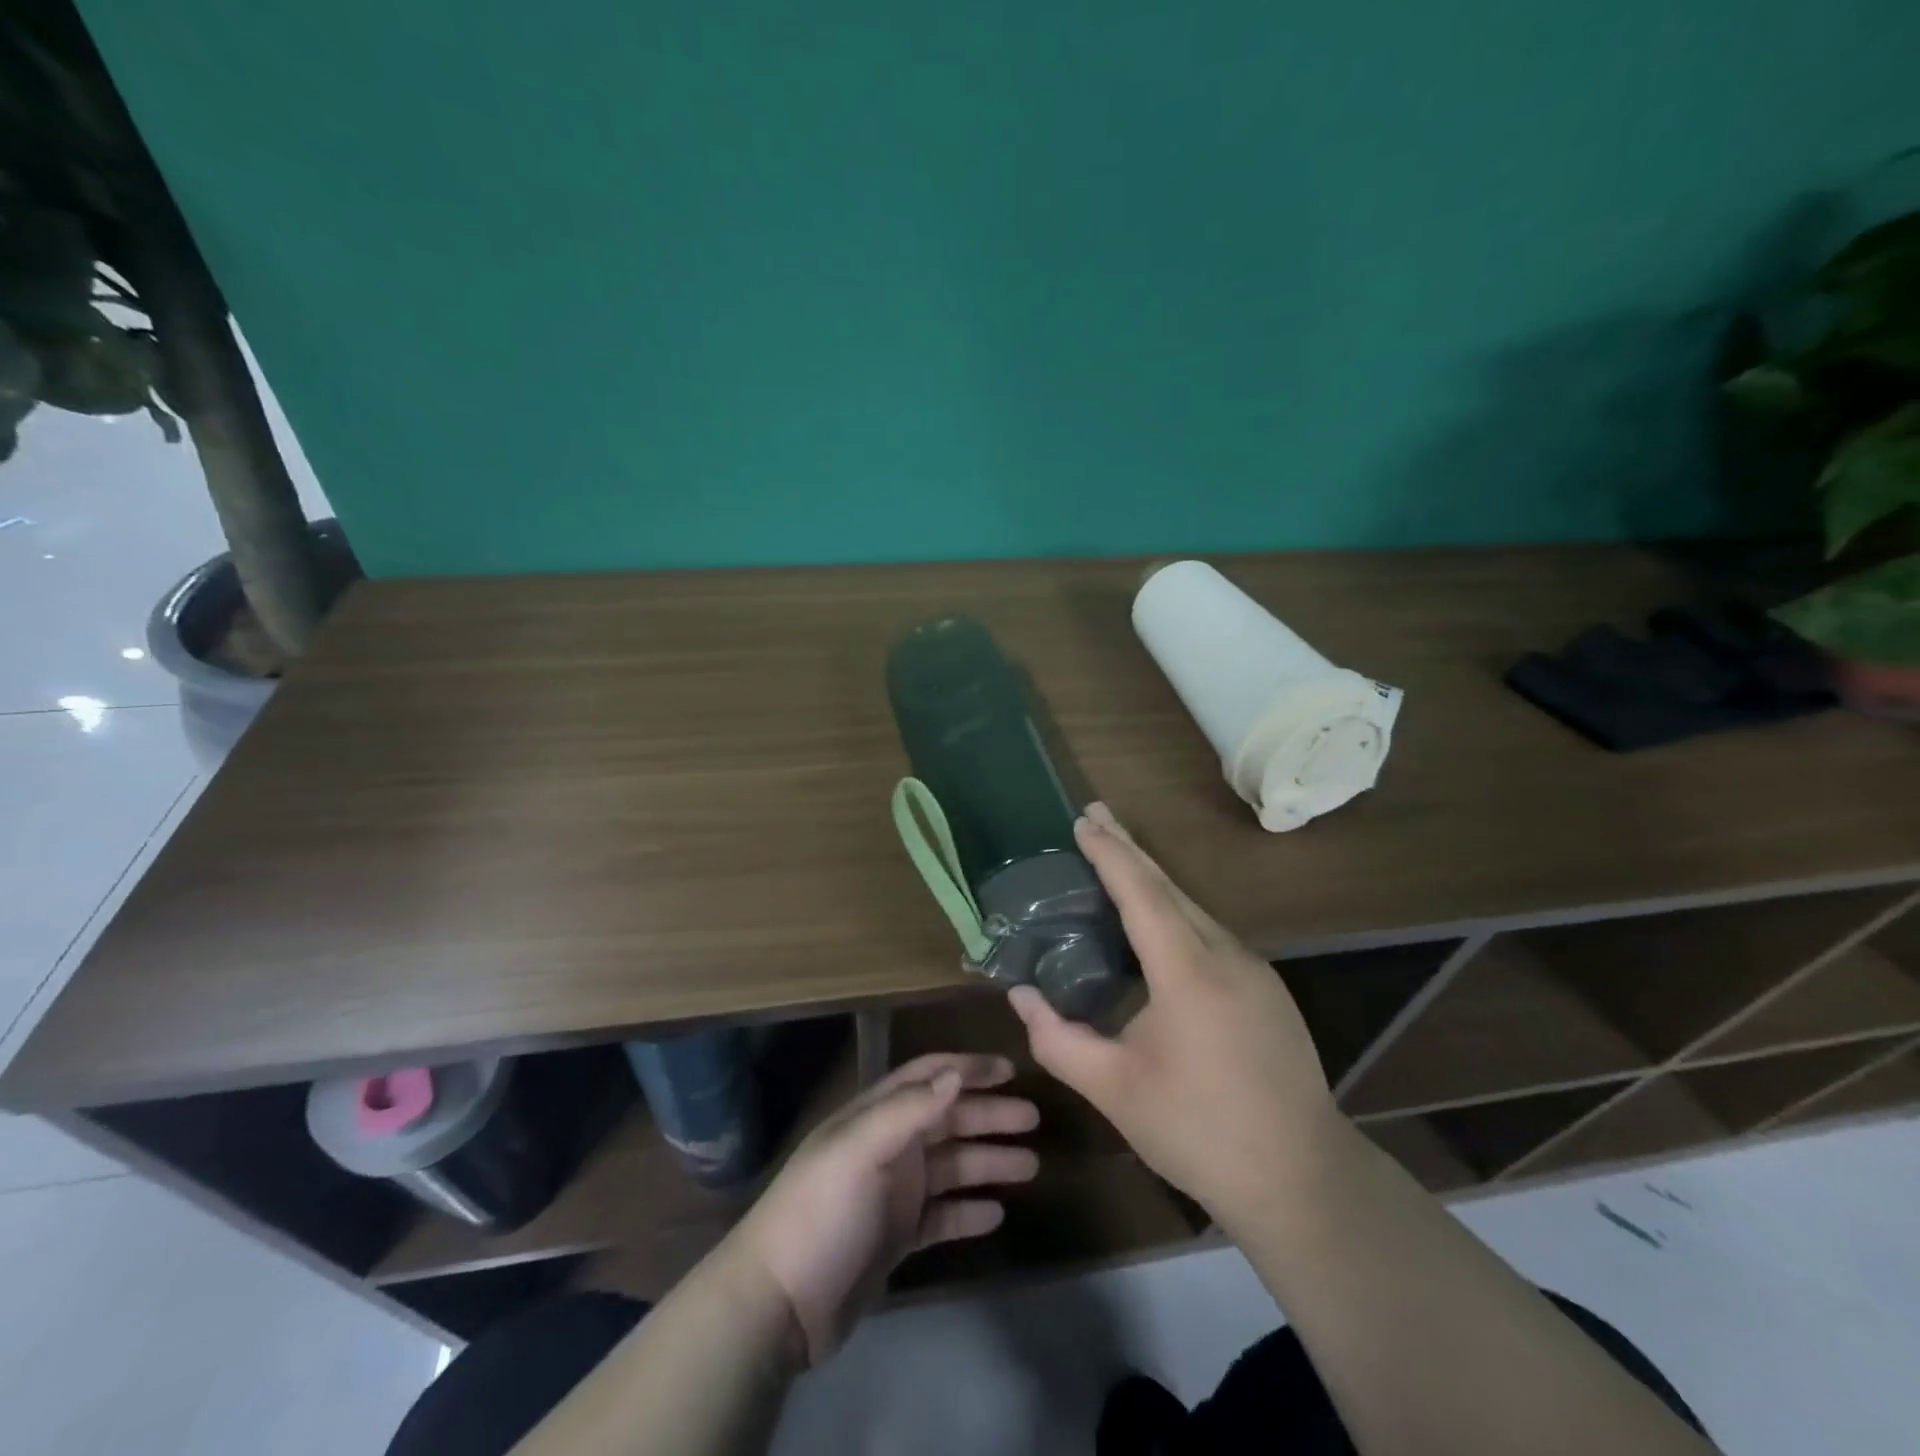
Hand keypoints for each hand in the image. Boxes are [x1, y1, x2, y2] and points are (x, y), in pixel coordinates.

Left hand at [725, 1053, 1038, 1364]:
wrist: (779, 1304)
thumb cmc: (821, 1212)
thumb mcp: (861, 1151)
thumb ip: (908, 1109)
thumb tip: (956, 1072)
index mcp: (876, 1116)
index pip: (928, 1077)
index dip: (967, 1068)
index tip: (1010, 1069)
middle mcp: (888, 1146)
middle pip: (947, 1119)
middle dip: (989, 1115)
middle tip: (1033, 1120)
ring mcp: (893, 1192)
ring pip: (951, 1166)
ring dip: (988, 1161)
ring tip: (1030, 1166)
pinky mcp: (896, 1237)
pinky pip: (942, 1215)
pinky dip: (968, 1210)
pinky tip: (997, 1214)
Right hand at [1007, 802, 1337, 1230]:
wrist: (1303, 1180)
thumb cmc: (1199, 1132)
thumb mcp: (1114, 1090)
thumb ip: (1058, 1039)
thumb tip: (1018, 996)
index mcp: (1188, 972)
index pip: (1141, 893)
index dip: (1110, 853)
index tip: (1083, 819)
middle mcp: (1227, 955)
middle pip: (1170, 888)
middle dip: (1129, 849)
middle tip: (1096, 814)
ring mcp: (1254, 971)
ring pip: (1194, 908)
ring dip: (1153, 880)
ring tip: (1117, 858)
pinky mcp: (1266, 990)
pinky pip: (1211, 933)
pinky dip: (1175, 911)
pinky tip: (1158, 923)